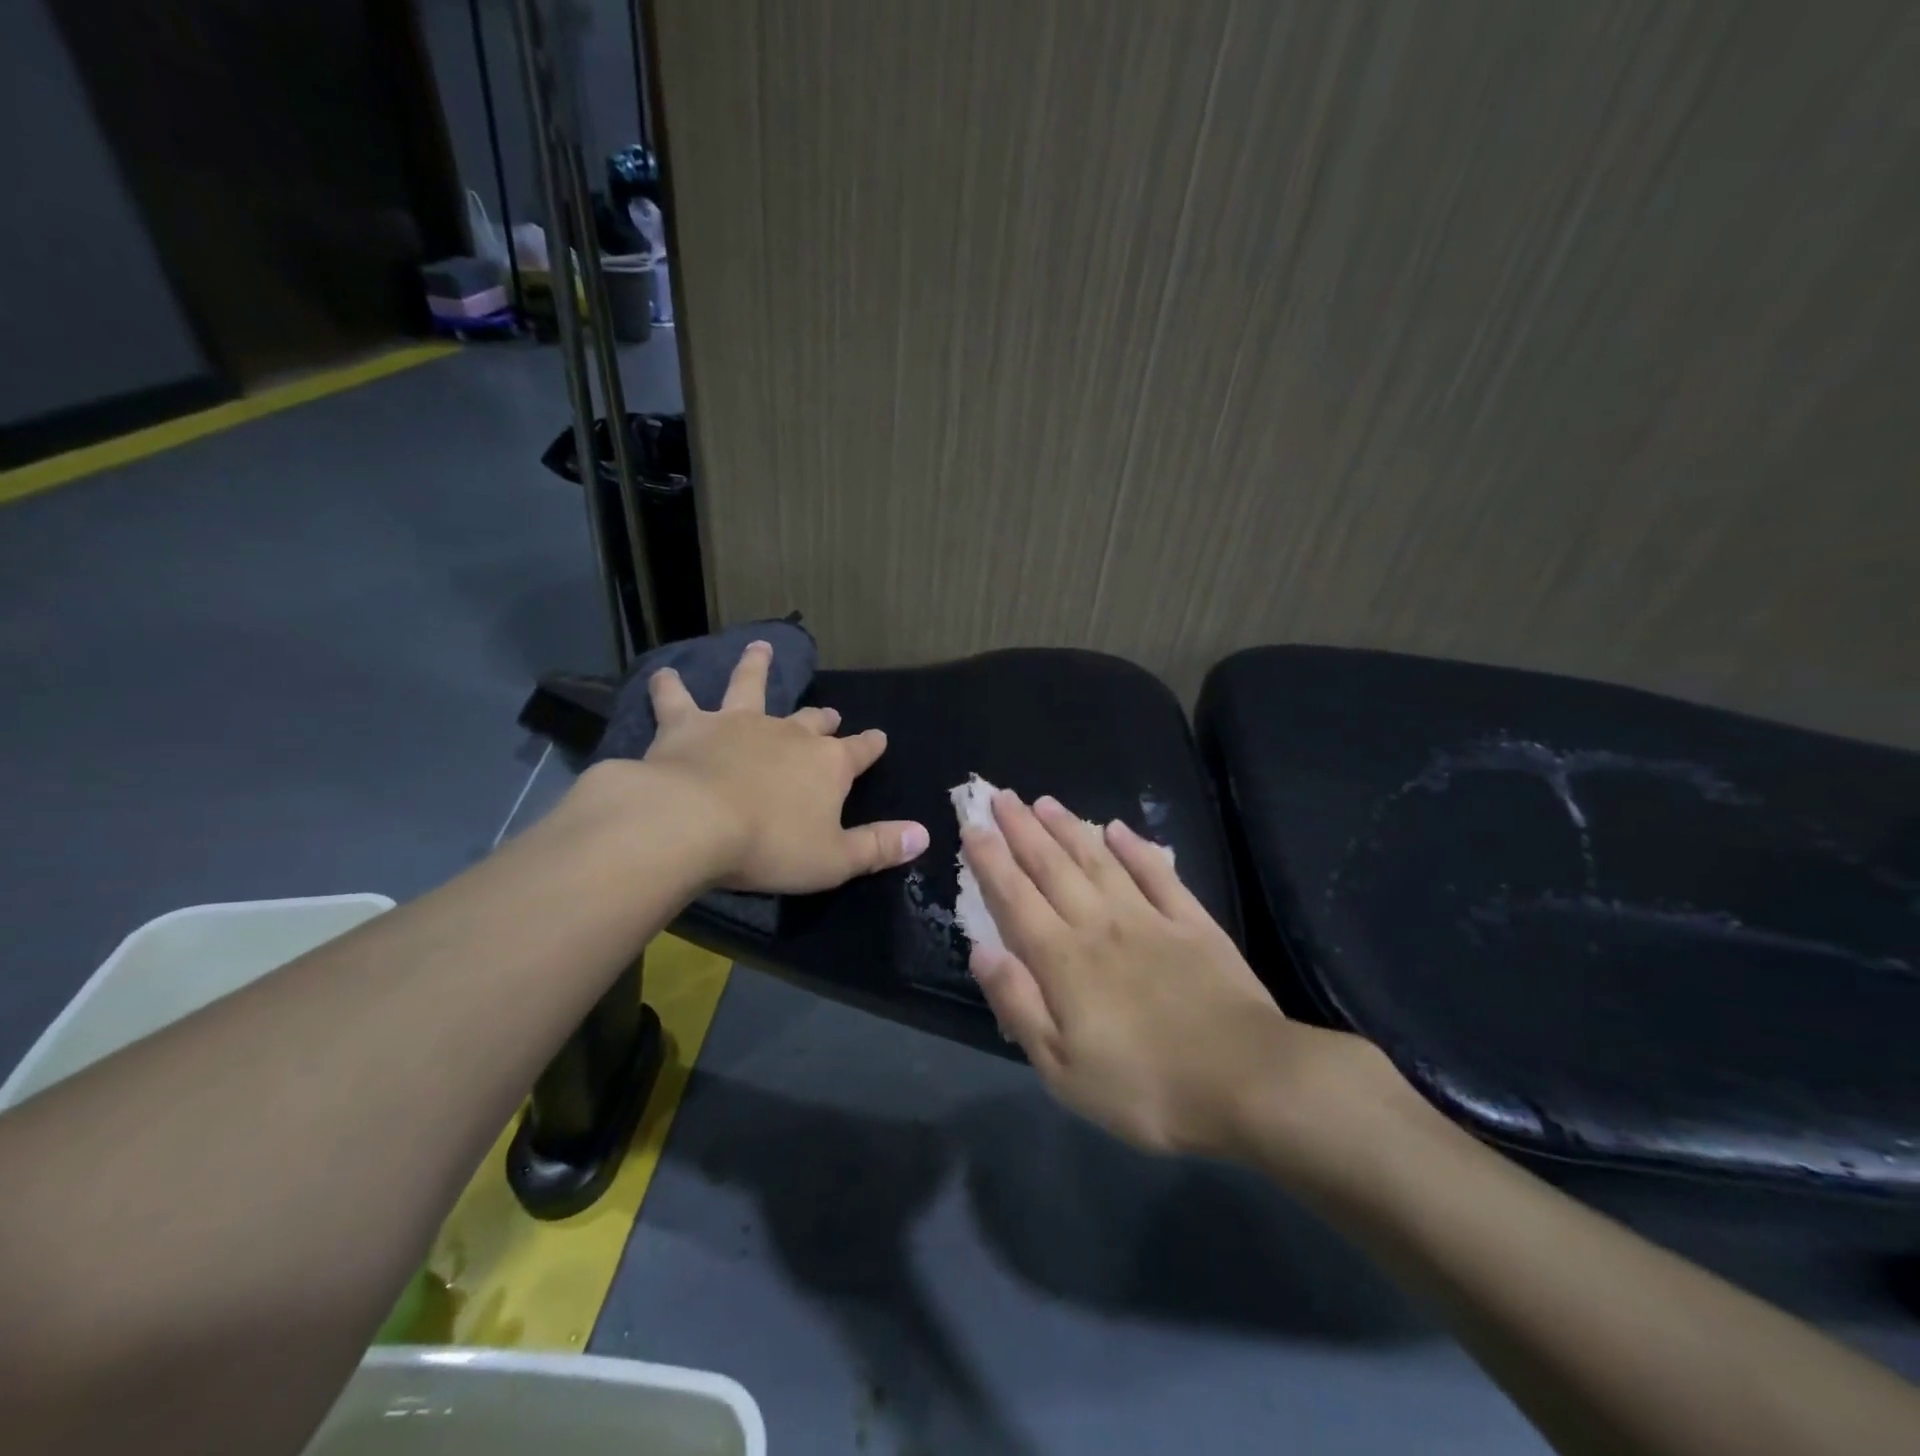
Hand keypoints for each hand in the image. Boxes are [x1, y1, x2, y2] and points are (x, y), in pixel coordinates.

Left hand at [631, 640, 929, 892]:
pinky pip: (678, 700)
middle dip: (822, 717)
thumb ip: (879, 846)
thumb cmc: (771, 846)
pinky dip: (670, 687)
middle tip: (828, 713)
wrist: (694, 823)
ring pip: (750, 686)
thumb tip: (923, 835)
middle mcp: (788, 734)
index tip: (879, 738)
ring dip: (756, 667)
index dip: (871, 745)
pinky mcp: (689, 725)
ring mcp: (738, 723)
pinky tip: (663, 675)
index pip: (859, 751)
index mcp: (827, 765)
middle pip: (811, 721)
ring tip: (759, 648)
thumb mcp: (835, 860)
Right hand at [962, 790, 1358, 1157]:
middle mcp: (1099, 923)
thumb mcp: (1062, 1068)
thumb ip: (1018, 1003)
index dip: (990, 859)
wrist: (1246, 1081)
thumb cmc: (1144, 1086)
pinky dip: (1135, 848)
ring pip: (1098, 860)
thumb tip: (980, 950)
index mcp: (1063, 959)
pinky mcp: (1192, 922)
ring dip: (1068, 828)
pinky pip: (1157, 874)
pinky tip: (1117, 828)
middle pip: (1051, 866)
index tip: (973, 826)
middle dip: (1021, 828)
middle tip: (1000, 796)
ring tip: (1044, 801)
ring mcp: (1148, 917)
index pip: (1015, 897)